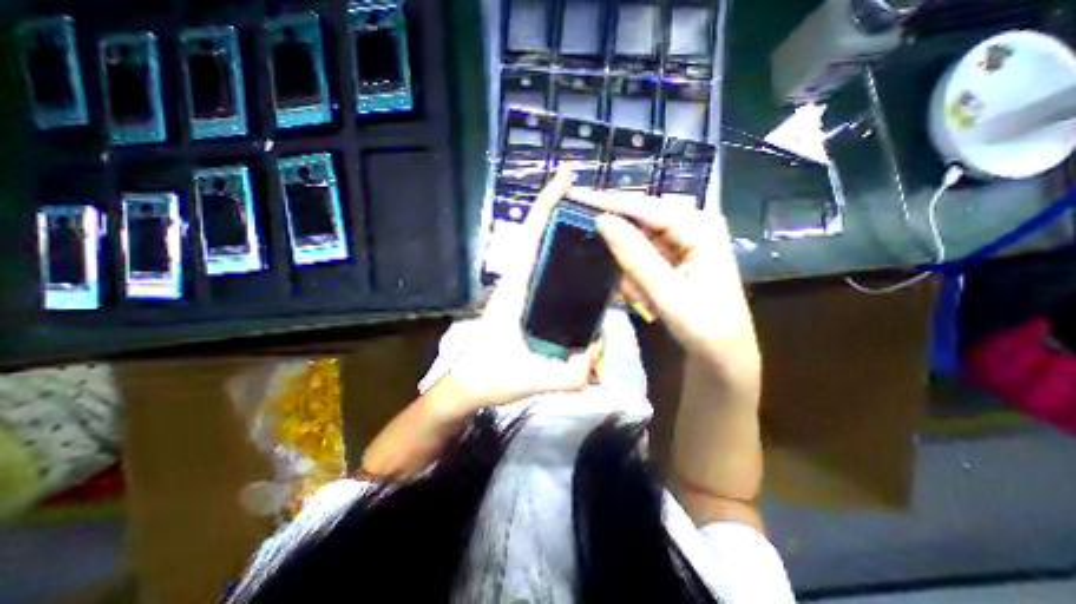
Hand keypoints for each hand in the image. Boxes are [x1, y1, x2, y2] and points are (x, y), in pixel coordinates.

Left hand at [441, 167, 601, 412]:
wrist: (469, 385)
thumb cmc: (491, 377)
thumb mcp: (533, 379)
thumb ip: (572, 374)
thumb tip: (600, 351)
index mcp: (515, 288)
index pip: (531, 236)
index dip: (546, 203)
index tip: (565, 175)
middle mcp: (518, 281)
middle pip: (540, 237)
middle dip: (564, 215)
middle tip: (599, 208)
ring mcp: (521, 290)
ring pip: (544, 254)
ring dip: (566, 239)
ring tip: (600, 236)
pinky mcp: (525, 301)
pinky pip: (549, 275)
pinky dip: (566, 265)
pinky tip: (588, 272)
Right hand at [571, 191, 755, 390]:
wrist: (723, 354)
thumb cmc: (705, 326)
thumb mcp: (667, 293)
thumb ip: (635, 256)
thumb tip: (602, 221)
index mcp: (699, 226)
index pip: (645, 206)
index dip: (609, 202)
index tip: (575, 198)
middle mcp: (692, 225)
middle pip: (641, 220)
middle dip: (618, 241)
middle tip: (596, 256)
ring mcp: (682, 242)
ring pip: (639, 242)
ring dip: (628, 267)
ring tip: (636, 293)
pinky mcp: (674, 258)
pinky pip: (643, 258)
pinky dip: (635, 277)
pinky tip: (642, 296)